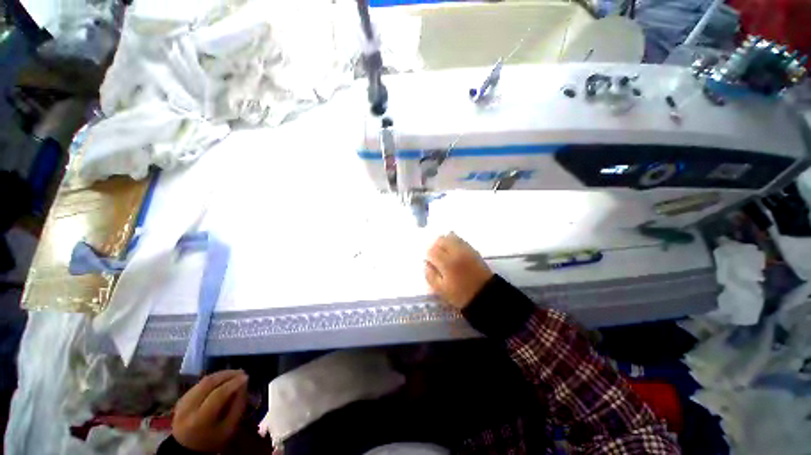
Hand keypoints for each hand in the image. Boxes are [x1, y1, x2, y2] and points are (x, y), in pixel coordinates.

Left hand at [172, 370, 247, 452]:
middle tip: (241, 372)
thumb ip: (238, 406)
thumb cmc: (212, 441)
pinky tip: (222, 380)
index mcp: (200, 420)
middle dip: (227, 375)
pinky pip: (198, 384)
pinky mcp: (180, 400)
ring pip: (203, 382)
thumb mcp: (229, 428)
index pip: (218, 395)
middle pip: (208, 384)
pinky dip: (212, 380)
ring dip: (220, 375)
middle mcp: (188, 409)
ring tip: (234, 374)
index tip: (247, 377)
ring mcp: (181, 403)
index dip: (233, 383)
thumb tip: (244, 384)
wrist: (187, 450)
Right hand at [425, 232, 492, 309]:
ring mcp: (466, 249)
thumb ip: (430, 275)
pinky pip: (460, 239)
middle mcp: (456, 252)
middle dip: (435, 246)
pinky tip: (453, 251)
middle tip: (435, 257)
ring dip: (444, 242)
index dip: (428, 256)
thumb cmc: (461, 295)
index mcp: (447, 263)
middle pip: (440, 240)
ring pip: (450, 236)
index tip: (430, 263)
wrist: (485, 295)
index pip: (432, 251)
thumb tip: (426, 264)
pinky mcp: (473, 250)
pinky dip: (453, 241)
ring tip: (444, 253)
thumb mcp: (441, 290)